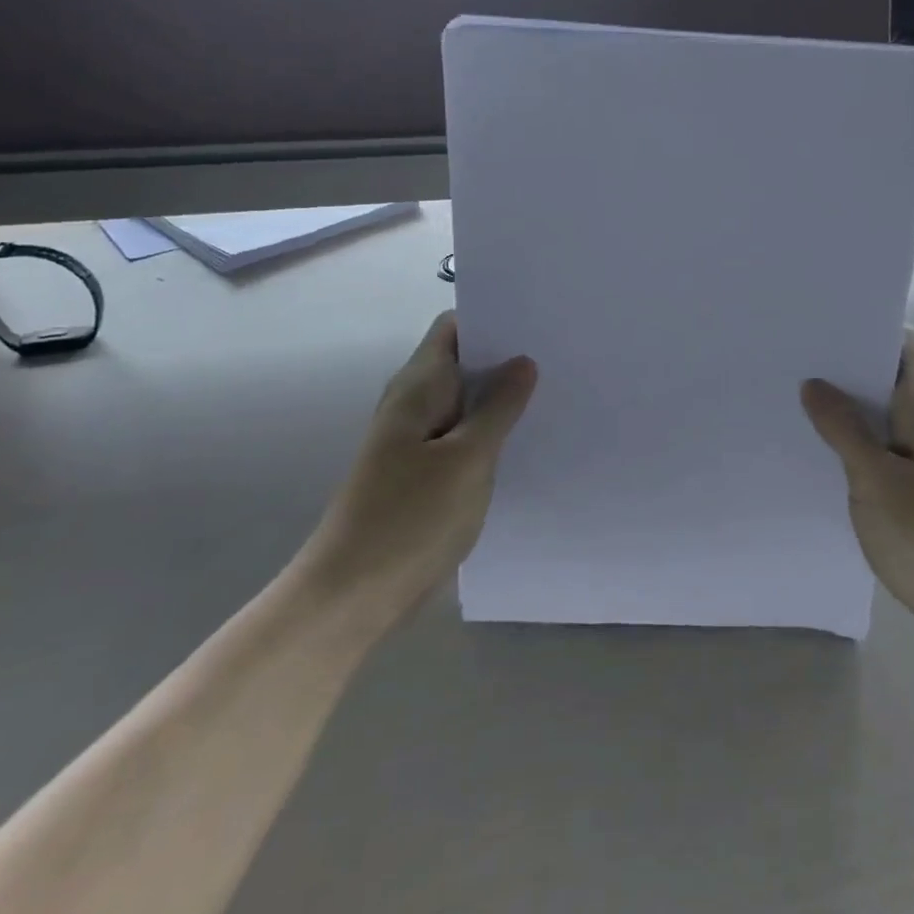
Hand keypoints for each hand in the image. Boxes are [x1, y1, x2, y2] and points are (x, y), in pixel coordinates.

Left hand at [301, 312, 535, 616]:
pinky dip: (492, 433)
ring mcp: (417, 440)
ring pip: (466, 403)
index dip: (493, 319)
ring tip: (557, 394)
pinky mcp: (424, 473)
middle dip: (507, 359)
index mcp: (419, 387)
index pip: (454, 328)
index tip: (539, 323)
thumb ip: (498, 408)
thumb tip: (523, 362)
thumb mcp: (468, 459)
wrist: (351, 594)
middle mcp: (414, 404)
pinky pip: (463, 437)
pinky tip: (529, 441)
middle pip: (463, 362)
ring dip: (503, 398)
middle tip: (562, 358)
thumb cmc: (410, 518)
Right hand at [802, 330, 913, 662]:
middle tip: (791, 358)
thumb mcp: (874, 478)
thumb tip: (814, 385)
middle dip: (844, 365)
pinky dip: (854, 439)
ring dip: (846, 405)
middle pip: (887, 373)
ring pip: (881, 412)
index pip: (901, 341)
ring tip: (793, 396)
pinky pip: (882, 445)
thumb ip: (843, 427)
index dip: (864, 325)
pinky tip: (817, 448)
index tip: (818, 324)